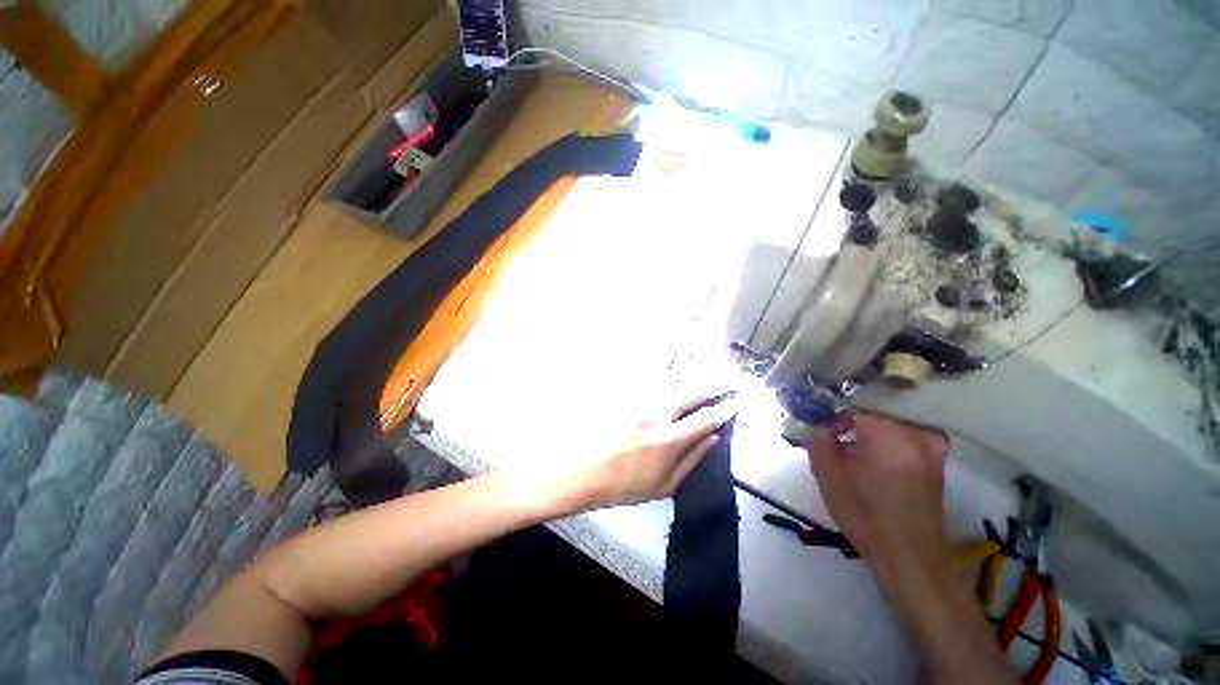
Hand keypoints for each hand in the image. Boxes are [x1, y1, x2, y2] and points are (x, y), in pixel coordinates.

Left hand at [560, 394, 737, 510]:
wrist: (583, 471)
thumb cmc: (623, 485)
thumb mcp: (664, 484)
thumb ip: (692, 459)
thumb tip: (712, 439)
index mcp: (669, 439)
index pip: (706, 418)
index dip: (725, 408)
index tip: (737, 401)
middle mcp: (657, 414)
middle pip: (692, 392)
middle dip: (714, 385)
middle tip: (729, 379)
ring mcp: (640, 403)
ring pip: (673, 384)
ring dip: (693, 380)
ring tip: (708, 376)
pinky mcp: (627, 398)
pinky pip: (654, 384)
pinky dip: (670, 381)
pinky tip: (676, 380)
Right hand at [808, 412, 949, 587]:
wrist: (908, 555)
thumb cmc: (863, 513)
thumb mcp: (826, 474)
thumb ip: (819, 440)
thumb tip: (825, 428)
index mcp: (888, 433)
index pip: (854, 407)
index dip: (835, 418)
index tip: (827, 435)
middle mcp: (916, 433)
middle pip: (876, 412)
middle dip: (854, 422)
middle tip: (839, 438)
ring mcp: (932, 446)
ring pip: (893, 423)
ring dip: (873, 431)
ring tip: (857, 449)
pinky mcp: (938, 460)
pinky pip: (908, 436)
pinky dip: (890, 440)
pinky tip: (878, 459)